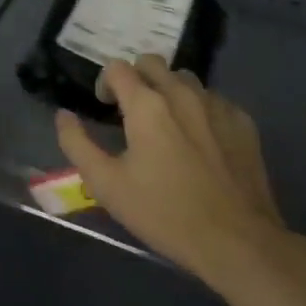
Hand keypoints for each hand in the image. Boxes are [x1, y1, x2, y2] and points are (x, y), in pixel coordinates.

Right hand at [54, 55, 296, 283]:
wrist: (238, 242)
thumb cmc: (165, 213)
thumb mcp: (107, 185)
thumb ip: (77, 144)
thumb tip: (63, 115)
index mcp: (147, 104)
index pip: (117, 68)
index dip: (105, 83)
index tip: (106, 108)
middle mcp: (182, 93)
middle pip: (152, 62)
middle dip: (137, 78)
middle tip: (133, 111)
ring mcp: (217, 105)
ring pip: (185, 79)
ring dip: (169, 91)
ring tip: (167, 124)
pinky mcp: (243, 123)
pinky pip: (214, 100)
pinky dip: (199, 109)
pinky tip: (200, 142)